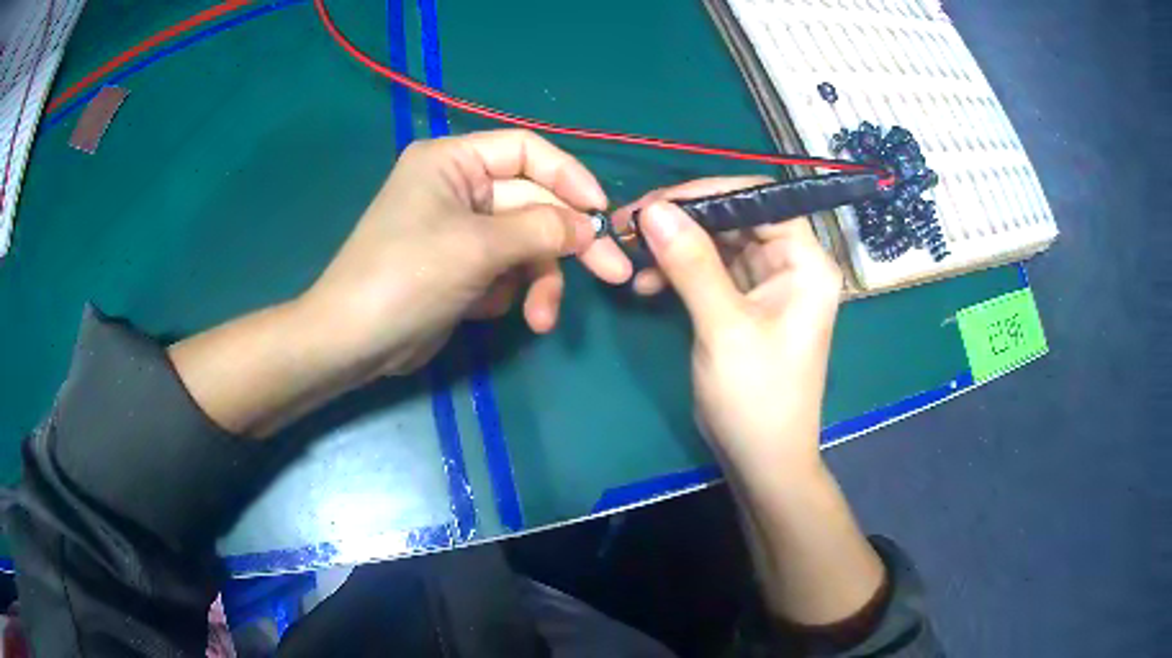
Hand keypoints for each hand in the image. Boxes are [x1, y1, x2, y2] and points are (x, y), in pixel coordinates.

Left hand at [302, 130, 632, 378]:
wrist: (355, 343)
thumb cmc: (408, 275)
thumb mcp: (479, 246)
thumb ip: (542, 229)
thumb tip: (589, 226)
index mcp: (453, 161)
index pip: (526, 152)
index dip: (570, 177)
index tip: (601, 213)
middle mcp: (460, 188)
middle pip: (533, 203)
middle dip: (566, 243)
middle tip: (613, 273)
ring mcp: (462, 231)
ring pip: (525, 245)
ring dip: (539, 281)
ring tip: (540, 319)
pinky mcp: (463, 268)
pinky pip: (506, 271)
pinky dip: (512, 293)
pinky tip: (492, 313)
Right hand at [612, 177, 842, 472]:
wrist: (763, 460)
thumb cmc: (757, 397)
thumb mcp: (724, 328)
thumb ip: (691, 264)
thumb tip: (653, 209)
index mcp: (805, 262)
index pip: (759, 200)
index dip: (707, 193)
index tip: (654, 202)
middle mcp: (790, 264)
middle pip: (735, 218)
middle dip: (682, 220)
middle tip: (629, 225)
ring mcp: (766, 285)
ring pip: (717, 243)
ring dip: (675, 246)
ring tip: (631, 254)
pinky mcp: (743, 304)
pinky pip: (709, 271)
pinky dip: (678, 272)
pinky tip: (646, 284)